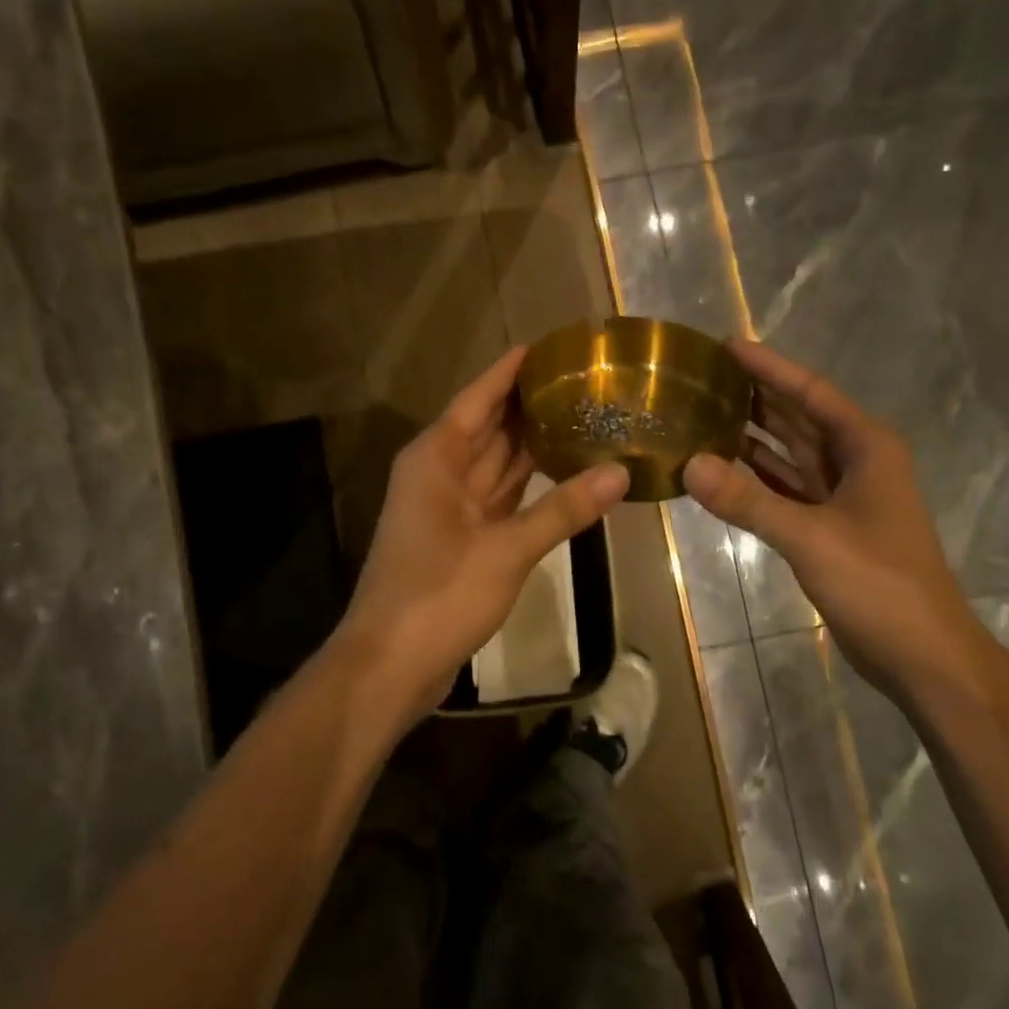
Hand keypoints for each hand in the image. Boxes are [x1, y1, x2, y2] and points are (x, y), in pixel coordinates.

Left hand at [340, 347, 629, 725]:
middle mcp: (439, 473)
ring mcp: (448, 507)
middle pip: (487, 426)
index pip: (478, 398)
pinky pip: (497, 496)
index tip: (548, 345)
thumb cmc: (439, 594)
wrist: (389, 663)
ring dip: (529, 443)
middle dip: (527, 404)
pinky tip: (561, 473)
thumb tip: (619, 473)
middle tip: (580, 380)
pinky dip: (525, 484)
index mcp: (436, 458)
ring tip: (579, 416)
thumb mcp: (507, 549)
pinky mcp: (460, 538)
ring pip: (494, 462)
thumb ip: (563, 510)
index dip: (510, 371)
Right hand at [684, 340, 984, 697]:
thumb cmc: (878, 583)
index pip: (810, 392)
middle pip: (799, 417)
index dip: (769, 367)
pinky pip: (785, 488)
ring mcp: (842, 496)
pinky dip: (755, 478)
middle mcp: (855, 462)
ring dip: (752, 435)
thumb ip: (748, 500)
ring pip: (790, 453)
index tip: (727, 344)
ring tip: (701, 413)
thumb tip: (689, 463)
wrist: (922, 654)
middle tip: (702, 376)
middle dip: (756, 395)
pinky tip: (720, 469)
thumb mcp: (811, 537)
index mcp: (866, 447)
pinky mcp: (829, 526)